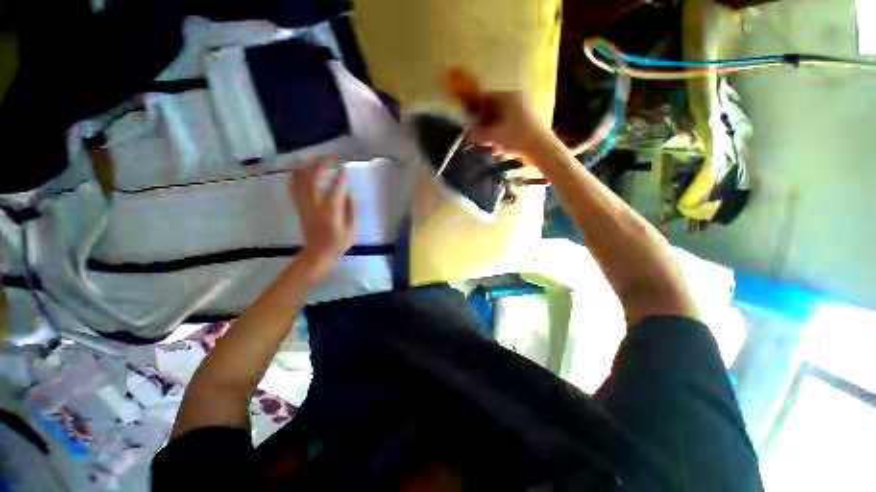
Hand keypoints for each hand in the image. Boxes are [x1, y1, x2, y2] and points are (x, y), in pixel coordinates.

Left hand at [290, 160, 355, 268]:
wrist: (317, 253)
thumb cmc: (337, 242)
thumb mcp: (351, 228)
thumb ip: (349, 208)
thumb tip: (347, 191)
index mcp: (331, 212)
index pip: (335, 189)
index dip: (341, 176)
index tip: (346, 167)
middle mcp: (315, 205)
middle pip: (313, 178)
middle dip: (322, 164)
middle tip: (332, 158)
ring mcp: (304, 204)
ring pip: (301, 179)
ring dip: (309, 166)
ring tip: (318, 159)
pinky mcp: (299, 206)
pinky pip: (294, 186)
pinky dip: (297, 175)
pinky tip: (303, 169)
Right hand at [446, 69, 556, 158]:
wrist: (542, 149)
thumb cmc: (517, 138)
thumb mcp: (493, 136)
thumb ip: (478, 133)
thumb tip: (468, 131)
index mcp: (509, 97)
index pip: (486, 97)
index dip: (475, 108)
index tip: (469, 119)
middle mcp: (518, 99)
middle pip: (494, 109)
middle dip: (485, 124)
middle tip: (478, 136)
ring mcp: (525, 110)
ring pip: (502, 119)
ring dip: (493, 132)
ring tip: (489, 146)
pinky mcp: (530, 121)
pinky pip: (511, 125)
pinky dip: (503, 135)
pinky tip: (500, 148)